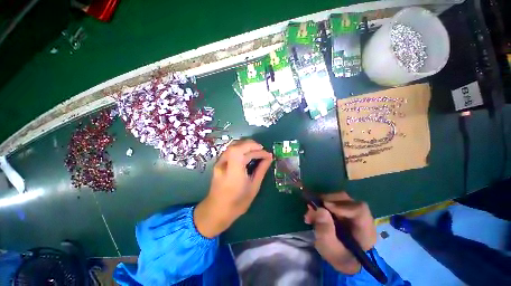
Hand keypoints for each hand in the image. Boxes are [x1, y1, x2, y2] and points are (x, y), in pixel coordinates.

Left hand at [194, 139, 272, 237]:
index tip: (266, 153)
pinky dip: (240, 147)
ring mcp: (219, 163)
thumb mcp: (253, 187)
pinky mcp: (219, 163)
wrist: (217, 210)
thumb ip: (261, 170)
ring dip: (246, 144)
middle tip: (262, 150)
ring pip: (232, 145)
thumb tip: (269, 157)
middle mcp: (224, 164)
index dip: (254, 148)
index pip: (240, 151)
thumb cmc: (237, 203)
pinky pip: (230, 150)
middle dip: (251, 144)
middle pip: (236, 145)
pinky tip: (247, 152)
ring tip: (256, 150)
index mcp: (233, 172)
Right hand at [304, 192, 376, 273]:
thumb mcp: (330, 250)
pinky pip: (333, 200)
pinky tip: (314, 211)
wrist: (344, 260)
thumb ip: (325, 232)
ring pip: (339, 198)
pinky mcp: (345, 209)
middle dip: (327, 201)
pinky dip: (322, 203)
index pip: (359, 210)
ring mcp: (353, 212)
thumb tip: (319, 209)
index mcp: (366, 231)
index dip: (341, 205)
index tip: (324, 206)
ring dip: (322, 201)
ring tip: (311, 212)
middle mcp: (362, 218)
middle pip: (347, 200)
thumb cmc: (340, 258)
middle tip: (312, 208)